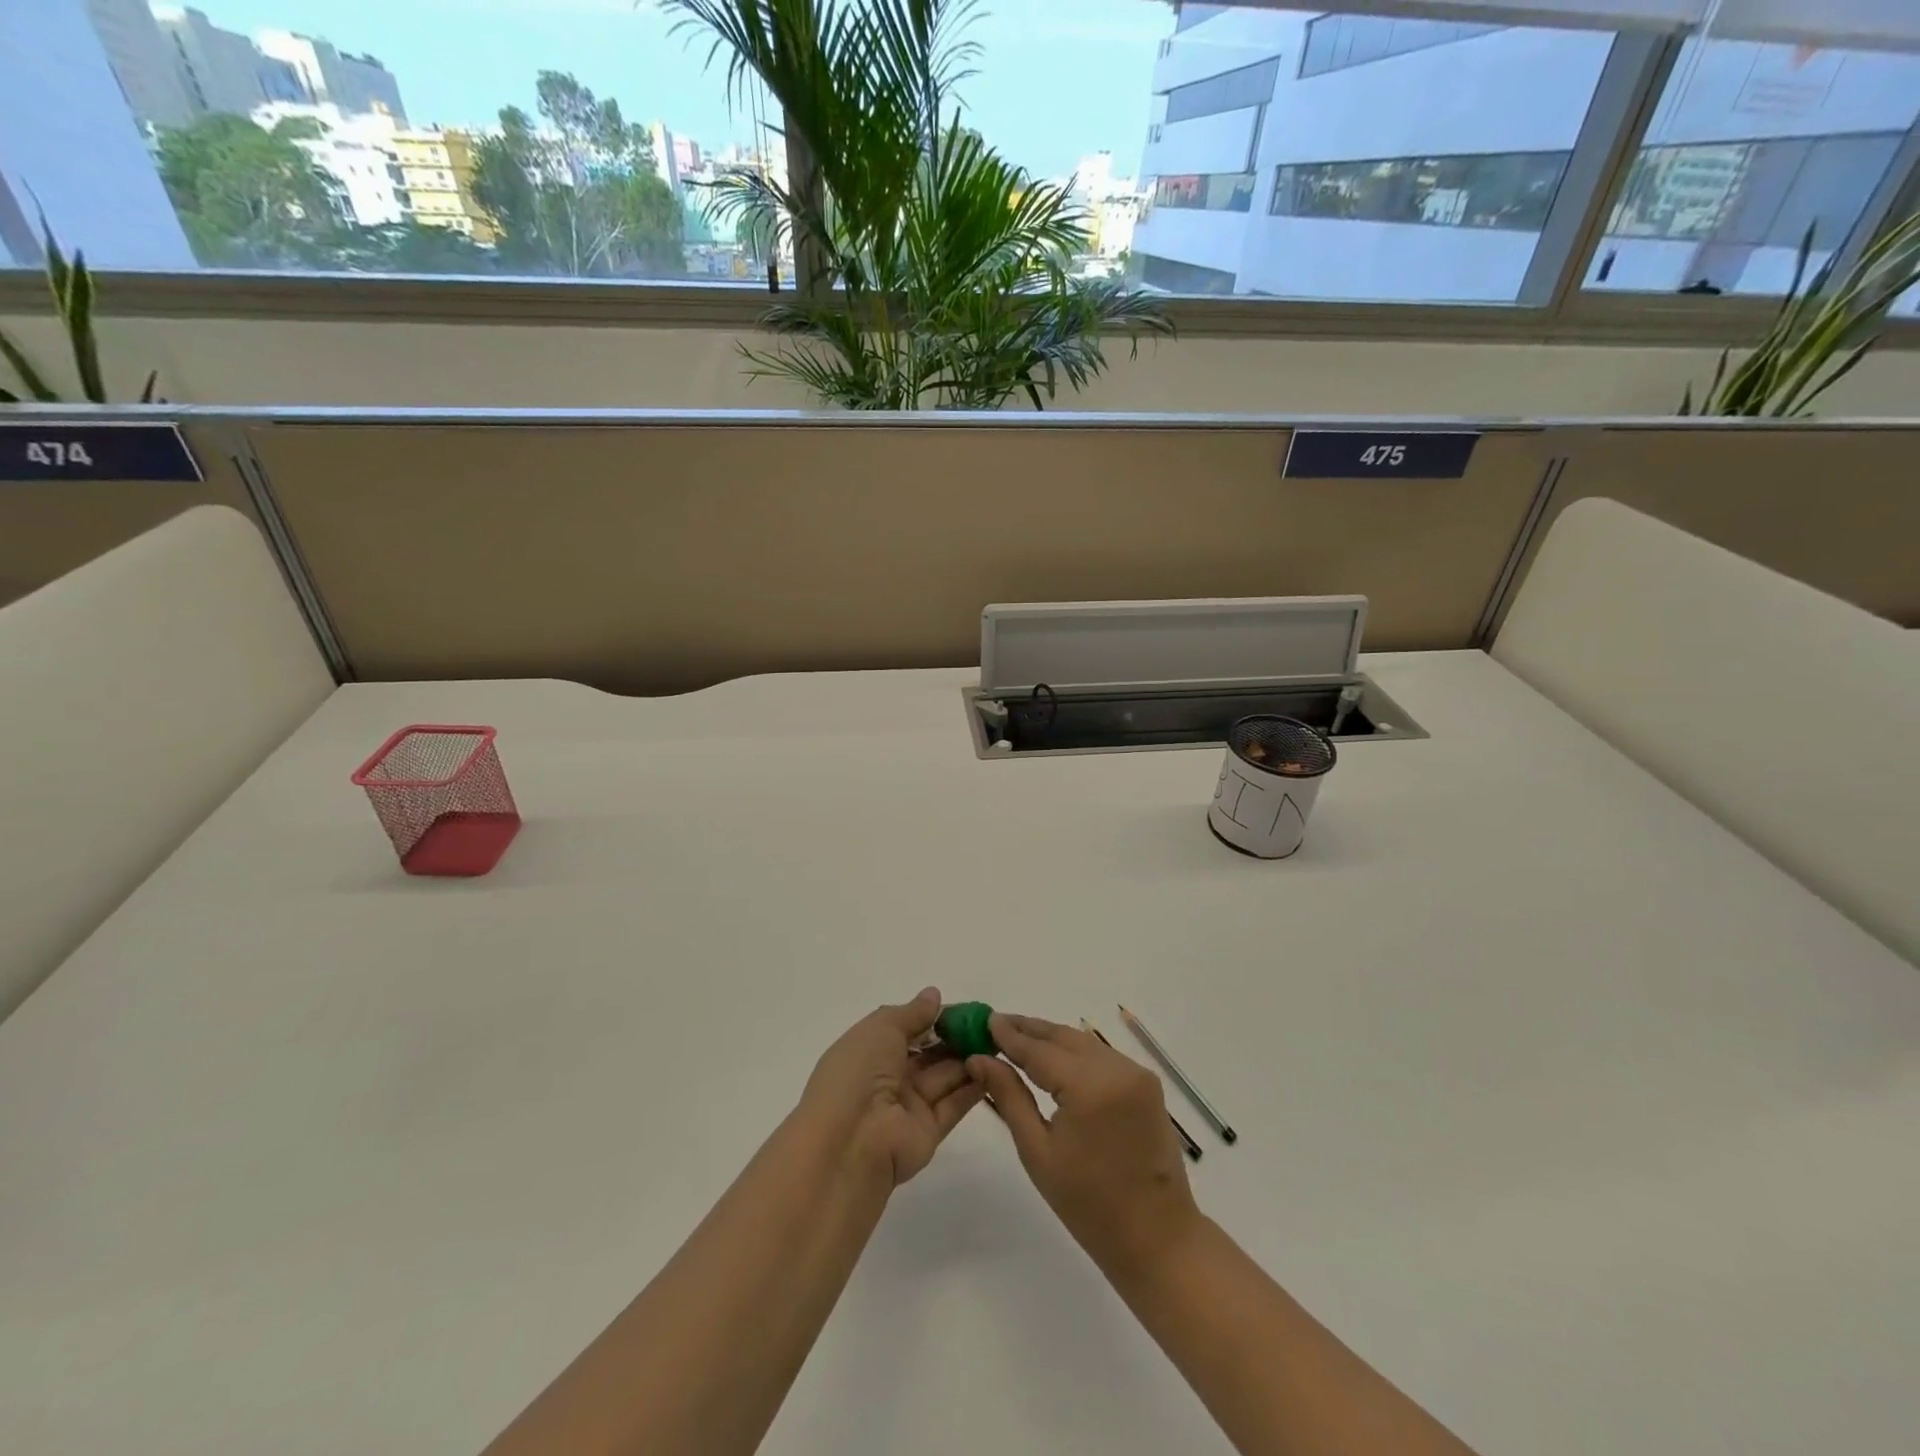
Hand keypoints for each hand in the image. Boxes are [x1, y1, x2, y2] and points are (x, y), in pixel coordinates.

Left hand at [797, 987, 986, 1187]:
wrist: (849, 1143)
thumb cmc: (857, 1074)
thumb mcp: (881, 1028)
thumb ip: (912, 1013)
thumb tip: (933, 995)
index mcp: (869, 1051)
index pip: (906, 1030)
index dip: (933, 1018)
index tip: (964, 1010)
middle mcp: (887, 1078)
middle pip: (928, 1054)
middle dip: (955, 1038)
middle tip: (988, 1025)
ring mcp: (908, 1106)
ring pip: (943, 1077)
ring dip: (968, 1059)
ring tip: (998, 1042)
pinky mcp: (928, 1132)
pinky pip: (953, 1104)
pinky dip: (973, 1087)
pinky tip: (996, 1069)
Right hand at [966, 1013, 1202, 1276]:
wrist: (1157, 1238)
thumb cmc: (1089, 1205)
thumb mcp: (1037, 1151)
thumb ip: (1009, 1096)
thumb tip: (979, 1058)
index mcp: (1089, 1086)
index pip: (1039, 1050)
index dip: (1009, 1035)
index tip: (983, 1020)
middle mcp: (1117, 1068)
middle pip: (1063, 1037)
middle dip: (1028, 1030)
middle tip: (995, 1023)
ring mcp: (1136, 1073)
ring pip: (1083, 1042)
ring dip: (1051, 1038)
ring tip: (1017, 1037)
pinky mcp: (1146, 1082)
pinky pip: (1101, 1055)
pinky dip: (1074, 1052)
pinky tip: (1053, 1057)